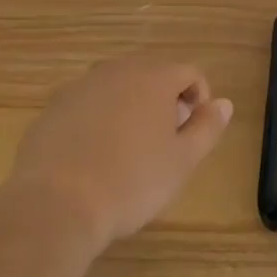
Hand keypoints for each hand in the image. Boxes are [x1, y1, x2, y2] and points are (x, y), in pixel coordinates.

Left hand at [8, 58, 233, 246]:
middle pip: (152, 74)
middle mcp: (119, 70)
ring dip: (130, 107)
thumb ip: (207, 127)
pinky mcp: (53, 108)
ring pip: (118, 88)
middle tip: (164, 141)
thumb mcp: (182, 161)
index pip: (190, 73)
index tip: (193, 133)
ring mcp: (81, 86)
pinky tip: (93, 156)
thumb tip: (223, 104)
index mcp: (155, 77)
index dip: (199, 100)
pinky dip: (98, 120)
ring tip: (128, 149)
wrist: (54, 206)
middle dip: (165, 100)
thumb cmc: (130, 182)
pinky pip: (87, 105)